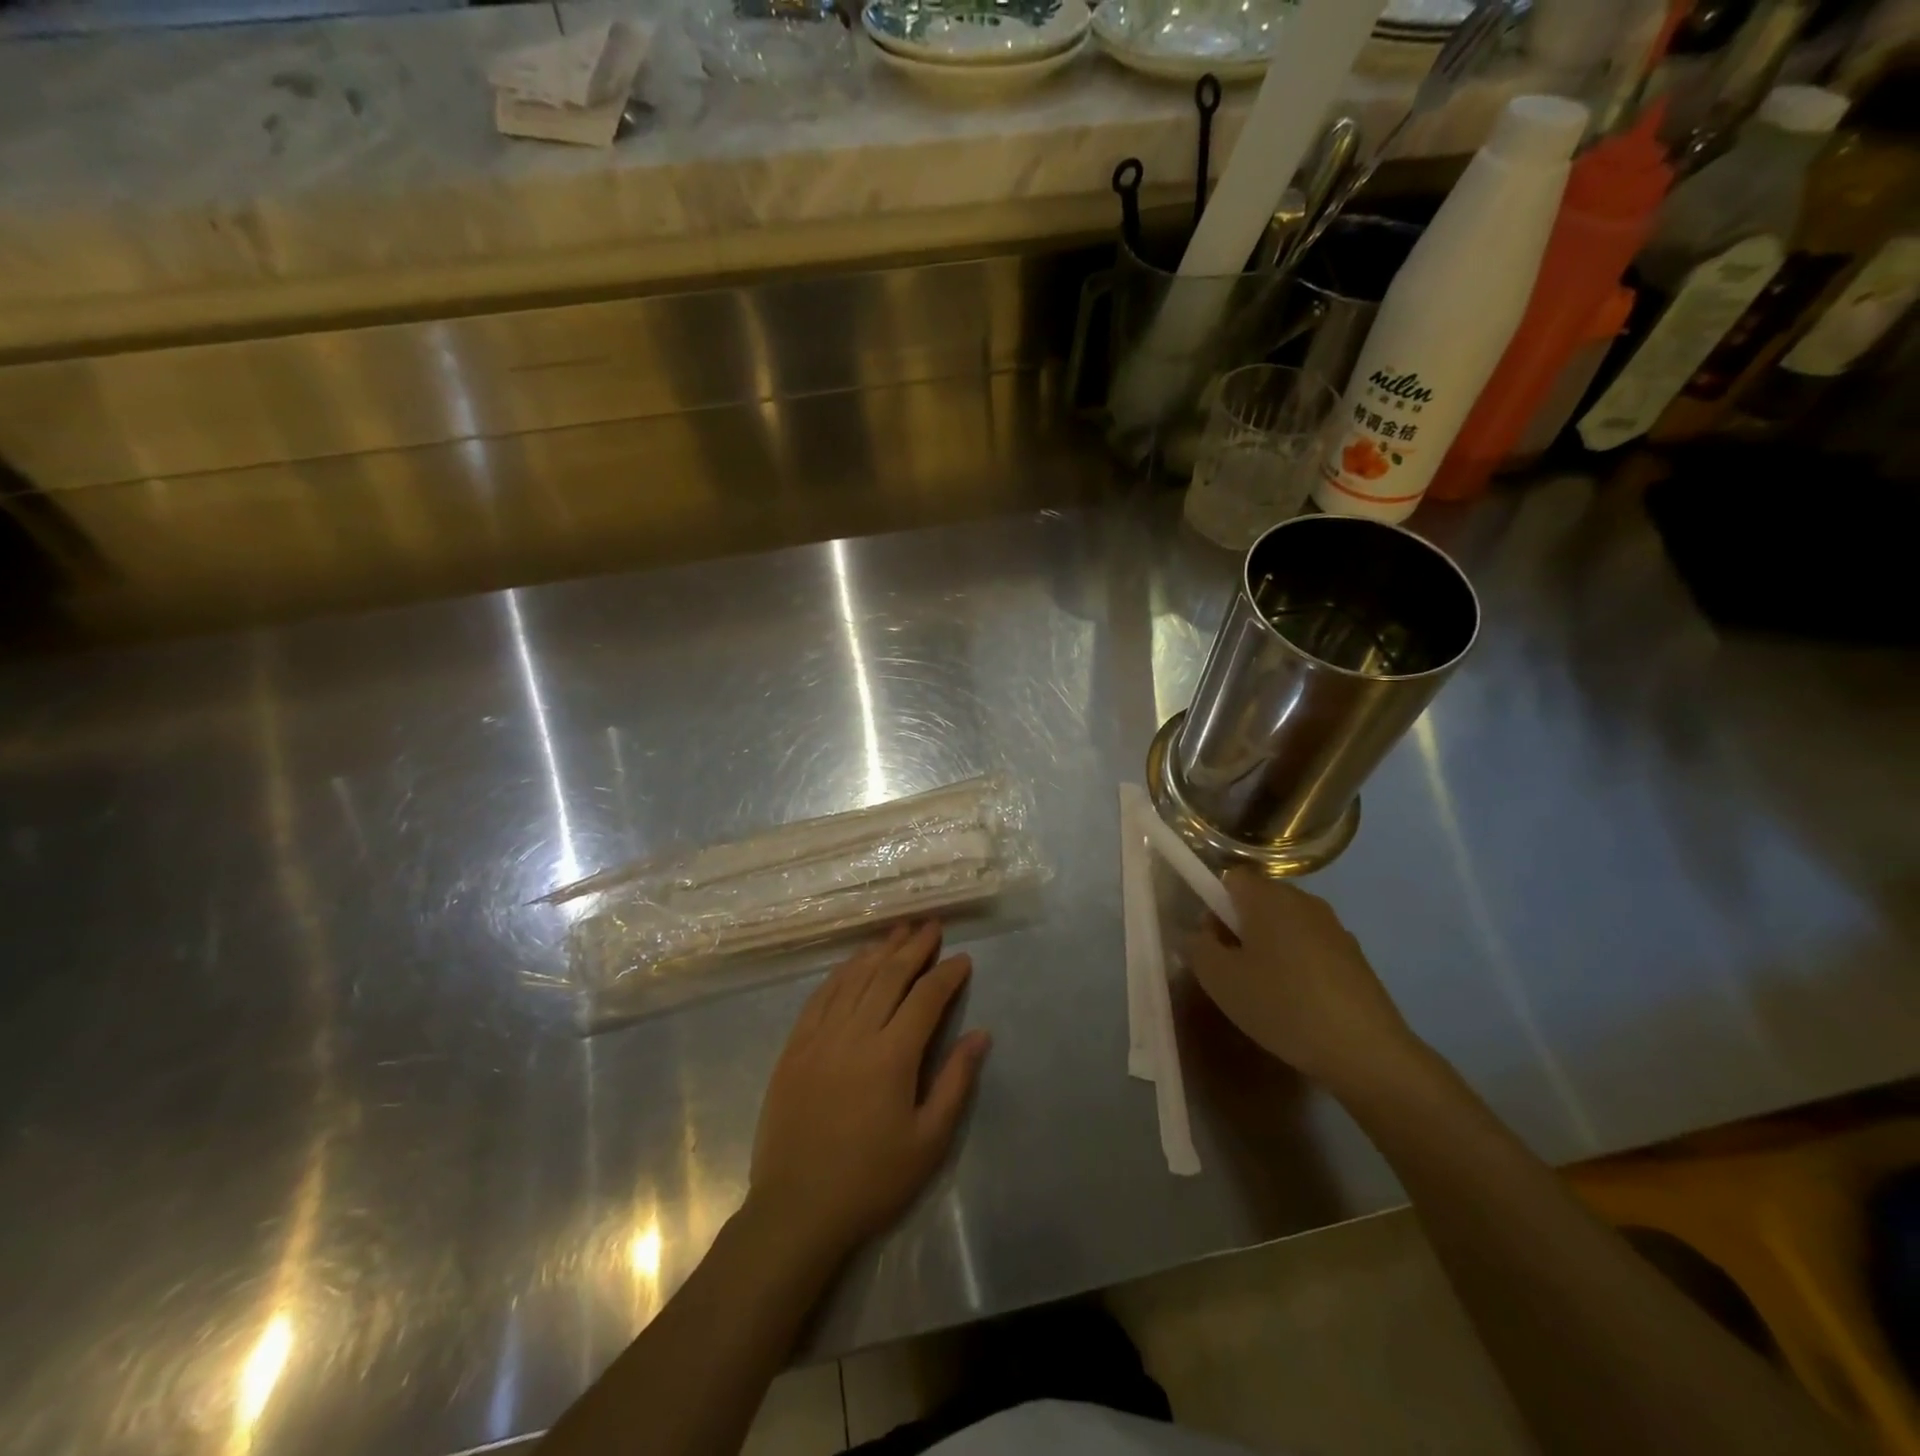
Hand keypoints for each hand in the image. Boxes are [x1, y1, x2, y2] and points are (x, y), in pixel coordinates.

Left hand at [748, 921, 989, 1261]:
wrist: (797, 1209)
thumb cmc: (872, 1180)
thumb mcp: (928, 1141)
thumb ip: (955, 1081)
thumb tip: (980, 1034)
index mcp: (892, 1056)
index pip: (926, 998)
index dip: (947, 974)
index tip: (962, 958)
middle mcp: (855, 1034)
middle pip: (888, 976)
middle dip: (914, 947)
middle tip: (931, 925)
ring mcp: (819, 1037)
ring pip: (853, 978)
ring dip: (878, 951)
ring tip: (897, 931)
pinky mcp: (794, 1047)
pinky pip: (820, 996)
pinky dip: (841, 973)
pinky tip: (852, 963)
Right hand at [1186, 872, 1421, 1092]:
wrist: (1365, 1051)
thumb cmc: (1282, 1005)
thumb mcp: (1220, 980)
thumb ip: (1198, 947)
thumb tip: (1199, 934)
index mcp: (1268, 897)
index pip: (1231, 878)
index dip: (1214, 904)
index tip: (1213, 942)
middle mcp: (1303, 901)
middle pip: (1259, 900)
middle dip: (1240, 928)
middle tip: (1232, 971)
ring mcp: (1334, 928)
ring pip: (1286, 926)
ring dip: (1269, 948)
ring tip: (1265, 993)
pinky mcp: (1355, 957)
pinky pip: (1311, 948)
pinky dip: (1298, 966)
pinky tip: (1298, 1005)